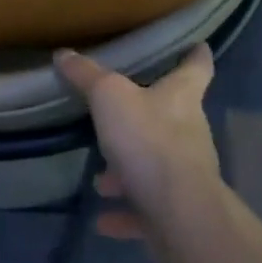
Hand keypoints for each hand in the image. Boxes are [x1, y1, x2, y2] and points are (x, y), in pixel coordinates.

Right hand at [54, 45, 221, 249]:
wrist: (180, 216)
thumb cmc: (149, 140)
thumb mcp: (109, 96)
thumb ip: (86, 75)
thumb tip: (64, 53)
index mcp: (182, 97)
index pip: (197, 67)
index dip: (197, 54)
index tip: (198, 44)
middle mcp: (189, 132)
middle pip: (172, 115)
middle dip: (146, 115)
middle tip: (120, 111)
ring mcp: (185, 175)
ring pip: (154, 164)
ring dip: (128, 170)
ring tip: (99, 176)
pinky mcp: (175, 213)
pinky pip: (146, 208)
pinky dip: (125, 212)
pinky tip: (101, 218)